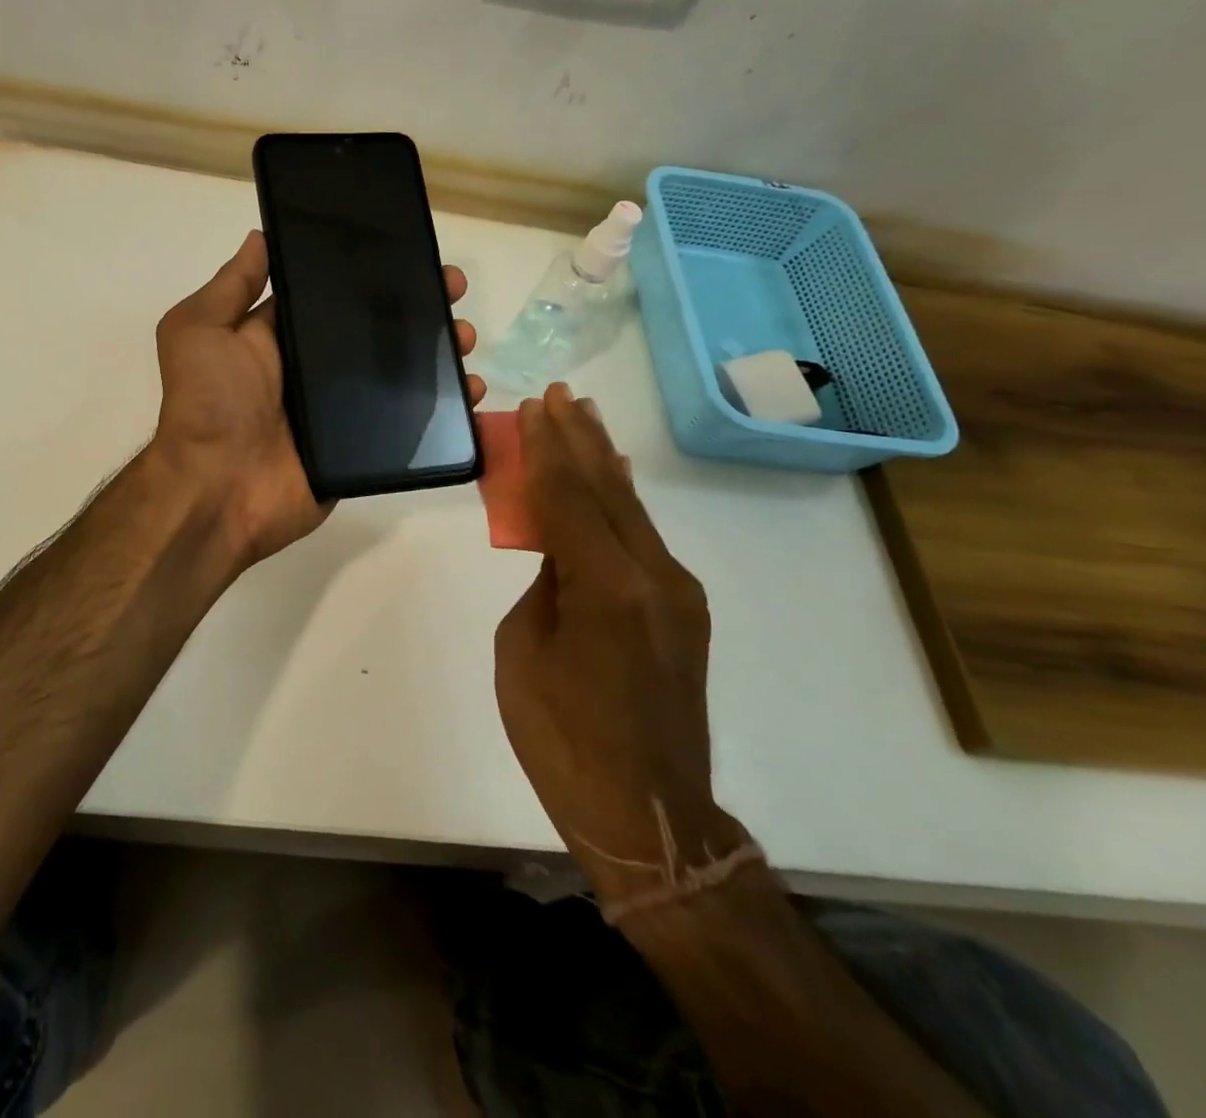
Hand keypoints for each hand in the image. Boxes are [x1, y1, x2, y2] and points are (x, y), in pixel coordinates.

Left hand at [150, 229, 484, 564]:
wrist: (219, 490)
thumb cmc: (208, 403)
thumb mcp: (200, 329)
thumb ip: (231, 285)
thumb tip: (261, 236)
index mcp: (280, 336)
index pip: (333, 295)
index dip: (370, 273)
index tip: (409, 251)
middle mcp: (313, 369)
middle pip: (375, 331)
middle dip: (417, 307)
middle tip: (453, 291)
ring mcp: (340, 409)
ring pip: (400, 373)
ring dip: (438, 352)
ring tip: (465, 338)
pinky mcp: (361, 447)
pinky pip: (408, 423)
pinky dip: (443, 408)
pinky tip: (469, 391)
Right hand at [494, 384, 751, 910]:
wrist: (647, 810)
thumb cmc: (562, 737)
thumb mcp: (522, 650)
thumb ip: (543, 585)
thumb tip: (559, 554)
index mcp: (606, 587)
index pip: (569, 498)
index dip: (547, 449)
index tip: (534, 407)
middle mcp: (654, 576)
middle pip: (609, 490)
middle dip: (580, 439)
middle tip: (560, 395)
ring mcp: (678, 592)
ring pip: (633, 510)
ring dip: (604, 462)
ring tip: (585, 418)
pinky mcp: (683, 610)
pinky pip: (644, 539)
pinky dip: (621, 502)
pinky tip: (612, 480)